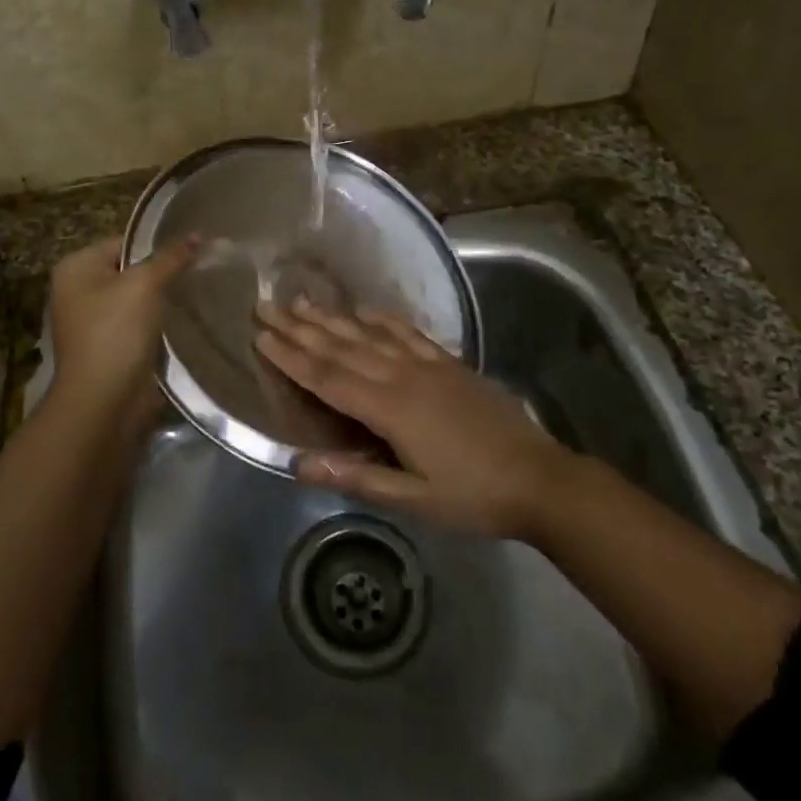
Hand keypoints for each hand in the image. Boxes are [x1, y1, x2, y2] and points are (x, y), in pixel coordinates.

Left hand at [47, 234, 198, 425]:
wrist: (103, 401)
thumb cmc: (116, 332)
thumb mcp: (145, 285)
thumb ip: (171, 257)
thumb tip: (196, 234)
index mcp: (76, 267)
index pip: (124, 242)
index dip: (157, 245)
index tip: (192, 248)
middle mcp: (77, 290)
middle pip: (130, 269)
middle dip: (162, 271)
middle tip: (199, 268)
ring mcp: (91, 320)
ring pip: (135, 297)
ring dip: (161, 298)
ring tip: (195, 290)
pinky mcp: (108, 345)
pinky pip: (137, 322)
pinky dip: (156, 321)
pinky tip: (181, 319)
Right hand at [254, 299, 574, 538]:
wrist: (539, 478)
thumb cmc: (473, 496)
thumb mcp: (414, 500)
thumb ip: (357, 478)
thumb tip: (298, 463)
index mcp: (390, 409)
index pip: (328, 378)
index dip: (292, 357)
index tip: (261, 335)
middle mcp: (403, 376)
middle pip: (342, 347)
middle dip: (302, 328)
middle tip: (268, 306)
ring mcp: (428, 365)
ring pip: (370, 334)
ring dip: (333, 318)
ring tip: (304, 300)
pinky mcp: (449, 363)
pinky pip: (408, 333)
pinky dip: (383, 318)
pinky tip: (366, 309)